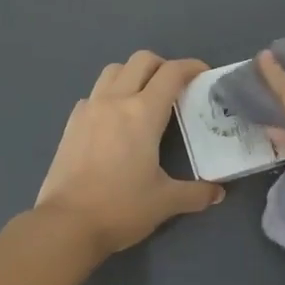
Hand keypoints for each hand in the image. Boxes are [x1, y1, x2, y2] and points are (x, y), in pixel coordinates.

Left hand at [36, 51, 224, 255]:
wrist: (66, 224)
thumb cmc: (121, 208)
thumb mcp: (166, 202)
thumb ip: (196, 193)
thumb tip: (218, 193)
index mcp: (143, 113)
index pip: (172, 73)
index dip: (192, 67)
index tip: (204, 74)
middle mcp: (115, 101)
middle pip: (141, 60)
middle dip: (163, 66)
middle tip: (175, 87)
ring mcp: (89, 109)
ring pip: (113, 71)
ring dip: (133, 74)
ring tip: (144, 98)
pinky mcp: (71, 123)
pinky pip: (94, 94)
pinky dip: (110, 95)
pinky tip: (116, 121)